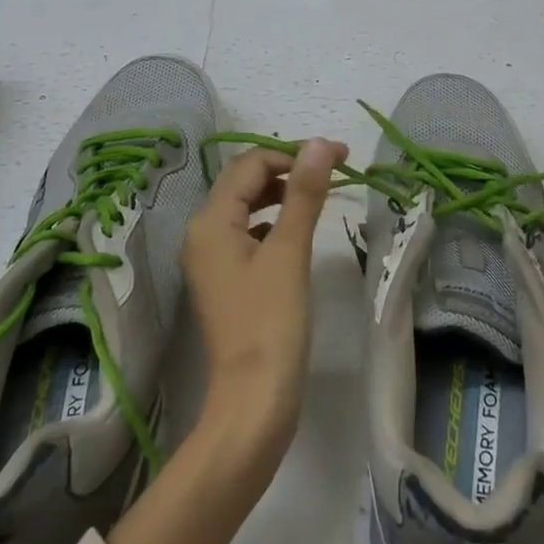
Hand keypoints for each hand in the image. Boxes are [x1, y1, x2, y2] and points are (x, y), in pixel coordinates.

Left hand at [183, 138, 346, 473]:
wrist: (254, 400)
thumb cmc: (271, 322)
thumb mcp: (289, 251)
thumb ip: (304, 193)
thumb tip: (321, 143)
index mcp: (210, 221)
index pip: (251, 164)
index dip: (294, 153)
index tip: (341, 156)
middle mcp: (202, 233)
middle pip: (244, 181)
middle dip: (288, 168)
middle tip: (335, 169)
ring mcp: (212, 259)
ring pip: (246, 206)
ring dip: (282, 193)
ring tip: (321, 193)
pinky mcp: (227, 279)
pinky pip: (248, 232)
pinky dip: (274, 221)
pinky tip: (297, 229)